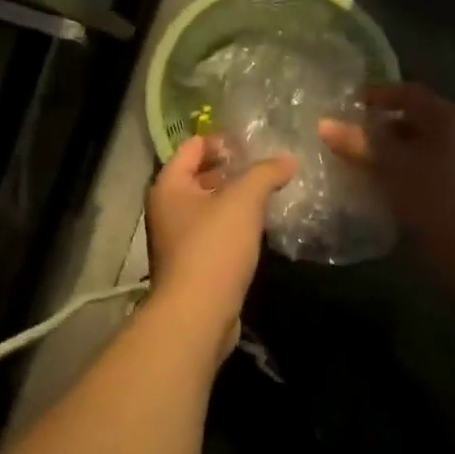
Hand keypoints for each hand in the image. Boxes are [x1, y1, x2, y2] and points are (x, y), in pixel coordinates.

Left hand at [145, 136, 296, 354]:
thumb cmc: (213, 247)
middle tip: (268, 164)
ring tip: (270, 191)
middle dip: (232, 168)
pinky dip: (234, 224)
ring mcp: (177, 237)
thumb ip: (265, 173)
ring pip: (209, 205)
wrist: (197, 314)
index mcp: (168, 185)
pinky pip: (214, 231)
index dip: (222, 139)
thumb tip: (288, 158)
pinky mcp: (192, 263)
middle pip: (199, 175)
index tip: (255, 141)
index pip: (193, 146)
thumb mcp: (243, 201)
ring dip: (235, 198)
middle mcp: (166, 207)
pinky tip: (259, 225)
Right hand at [318, 82, 454, 296]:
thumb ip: (358, 141)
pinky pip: (416, 173)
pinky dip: (393, 175)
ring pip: (411, 150)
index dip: (376, 94)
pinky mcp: (452, 193)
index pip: (408, 92)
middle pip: (410, 121)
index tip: (346, 104)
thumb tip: (324, 123)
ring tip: (349, 162)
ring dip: (382, 154)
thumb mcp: (391, 164)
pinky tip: (370, 187)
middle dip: (375, 128)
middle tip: (342, 135)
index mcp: (446, 118)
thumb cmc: (435, 196)